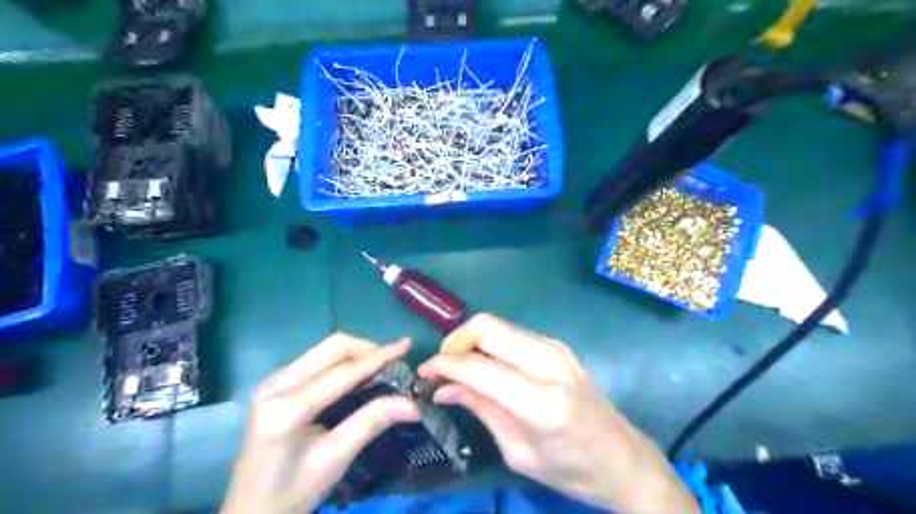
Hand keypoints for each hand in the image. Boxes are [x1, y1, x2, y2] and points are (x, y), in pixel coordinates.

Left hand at [220, 333, 422, 513]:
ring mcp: (271, 382)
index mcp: (287, 408)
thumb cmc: (292, 493)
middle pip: (331, 349)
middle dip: (366, 349)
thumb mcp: (335, 459)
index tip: (406, 345)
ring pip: (322, 350)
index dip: (379, 357)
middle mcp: (276, 385)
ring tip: (379, 365)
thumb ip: (371, 423)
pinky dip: (339, 361)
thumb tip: (413, 404)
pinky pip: (313, 360)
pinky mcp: (273, 385)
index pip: (343, 372)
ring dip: (354, 353)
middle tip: (393, 360)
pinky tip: (353, 374)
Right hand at [418, 313, 698, 513]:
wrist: (622, 458)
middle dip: (455, 341)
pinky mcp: (557, 345)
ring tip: (459, 368)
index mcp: (542, 400)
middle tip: (442, 367)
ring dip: (471, 341)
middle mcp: (550, 362)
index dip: (444, 365)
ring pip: (498, 325)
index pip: (478, 367)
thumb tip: (442, 387)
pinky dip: (489, 343)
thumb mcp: (518, 451)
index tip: (423, 374)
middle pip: (487, 326)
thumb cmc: (571, 469)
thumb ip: (480, 409)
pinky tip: (484, 366)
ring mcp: (556, 348)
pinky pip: (511, 333)